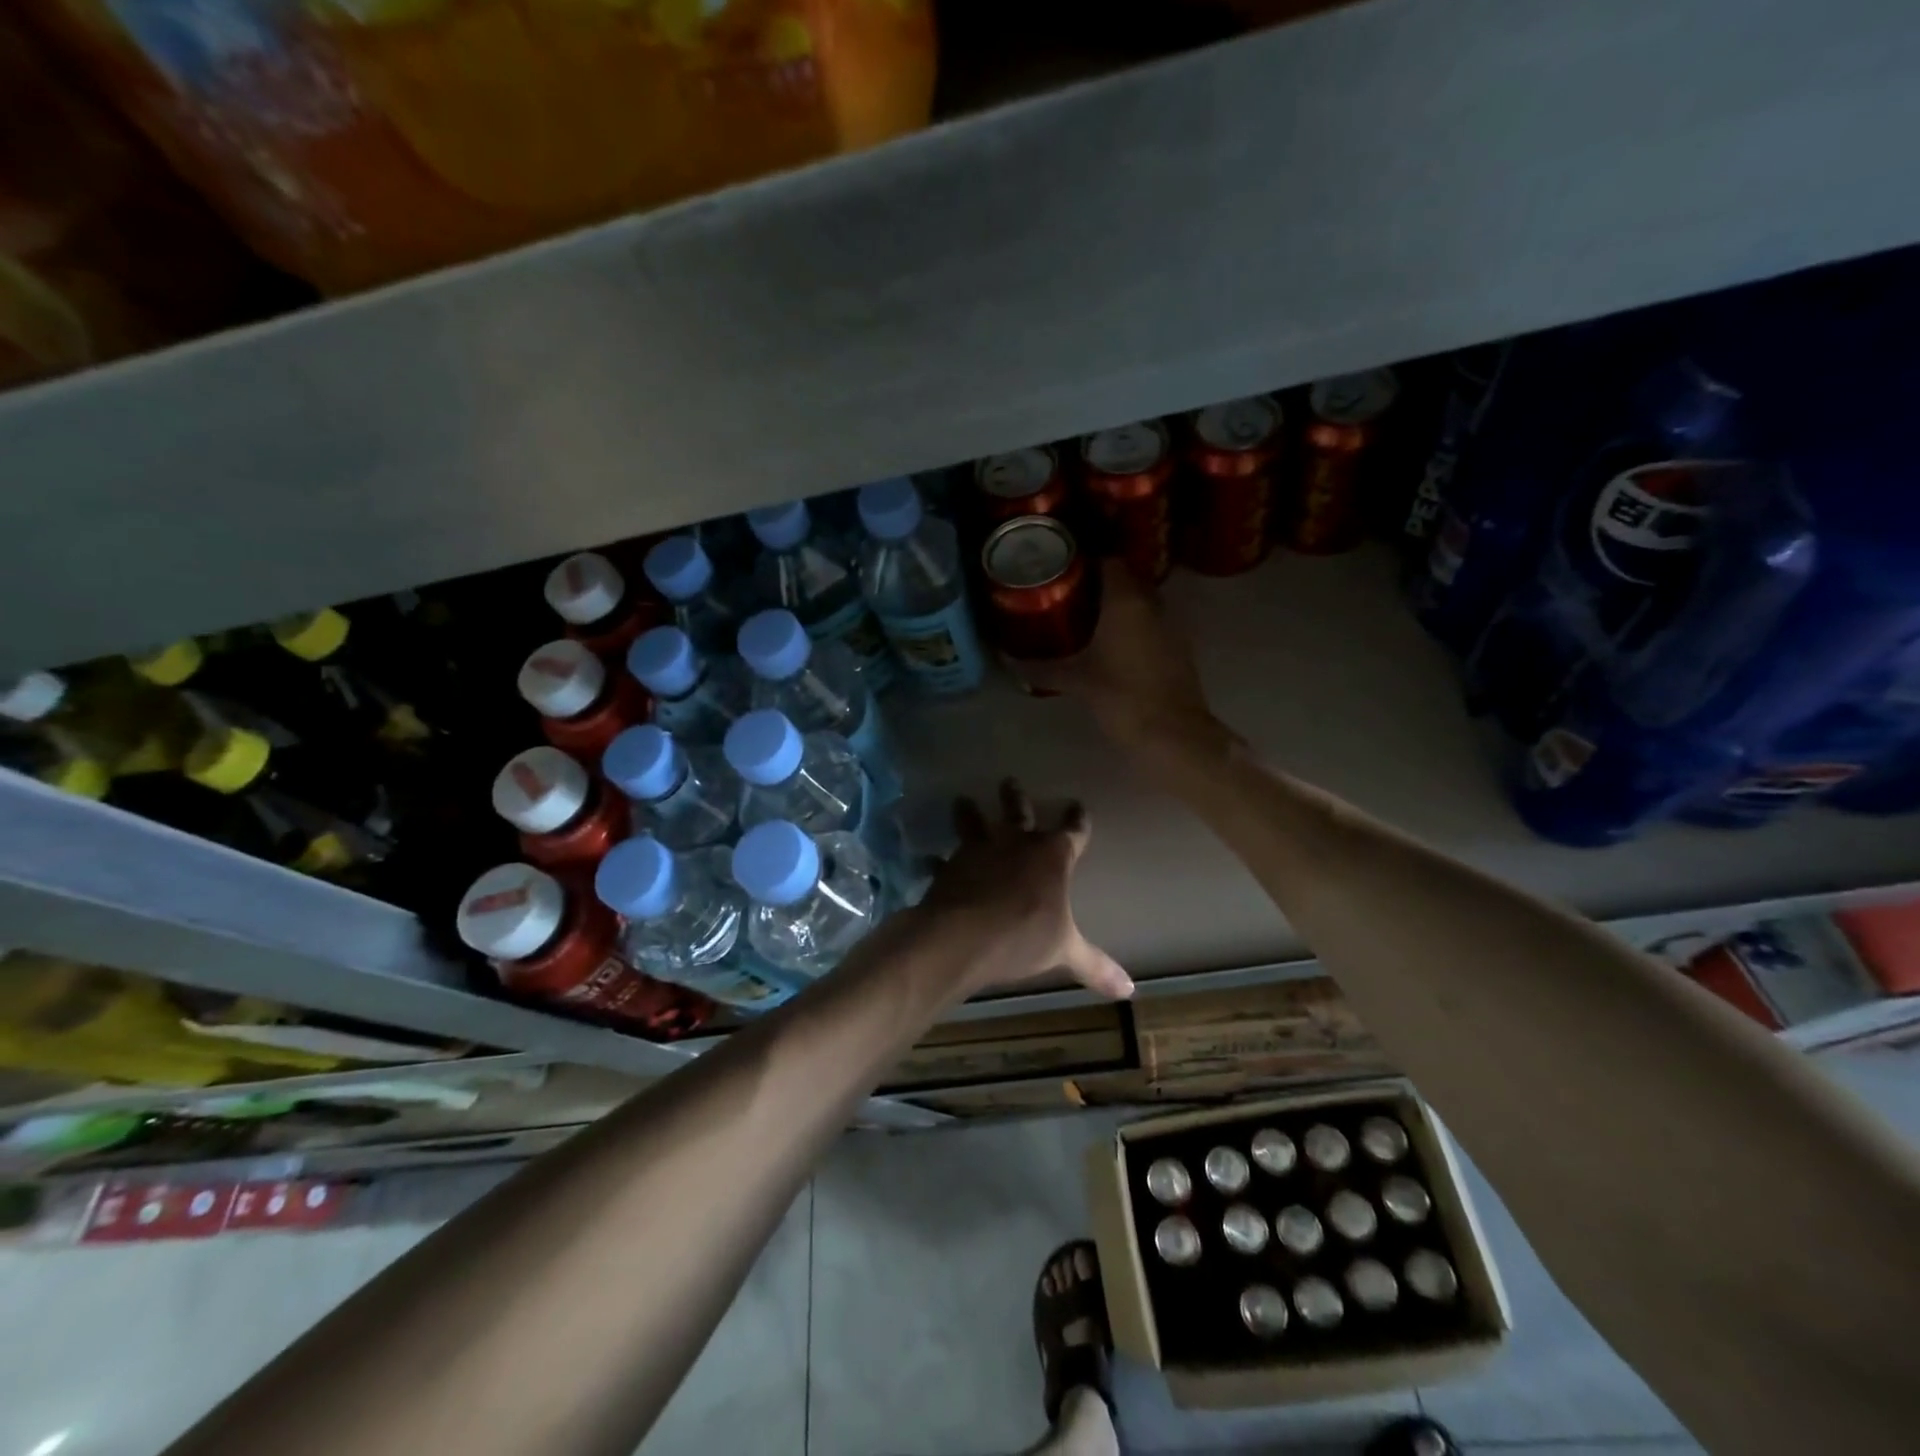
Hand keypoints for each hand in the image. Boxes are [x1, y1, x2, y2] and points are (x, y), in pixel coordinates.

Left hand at [911, 779, 1132, 1001]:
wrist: (963, 937)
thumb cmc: (1023, 937)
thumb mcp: (1064, 951)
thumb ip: (1095, 966)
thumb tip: (1130, 991)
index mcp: (1052, 857)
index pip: (1072, 832)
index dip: (1077, 820)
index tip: (1078, 805)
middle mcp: (1016, 844)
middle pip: (1018, 813)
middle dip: (1016, 798)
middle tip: (1009, 781)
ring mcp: (979, 852)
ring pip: (975, 824)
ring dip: (969, 813)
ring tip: (962, 800)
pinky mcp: (951, 867)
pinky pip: (943, 860)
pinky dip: (936, 861)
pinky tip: (928, 859)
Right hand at [1015, 559, 1219, 751]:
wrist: (1173, 735)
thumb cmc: (1122, 698)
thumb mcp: (1076, 682)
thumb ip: (1042, 669)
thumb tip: (1007, 662)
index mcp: (1127, 601)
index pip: (1110, 561)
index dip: (1087, 562)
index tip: (1063, 570)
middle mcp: (1152, 605)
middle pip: (1126, 580)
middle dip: (1100, 584)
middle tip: (1068, 594)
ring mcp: (1170, 626)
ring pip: (1141, 602)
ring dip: (1118, 606)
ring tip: (1085, 617)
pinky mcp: (1178, 649)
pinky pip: (1151, 624)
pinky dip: (1132, 627)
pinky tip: (1110, 644)